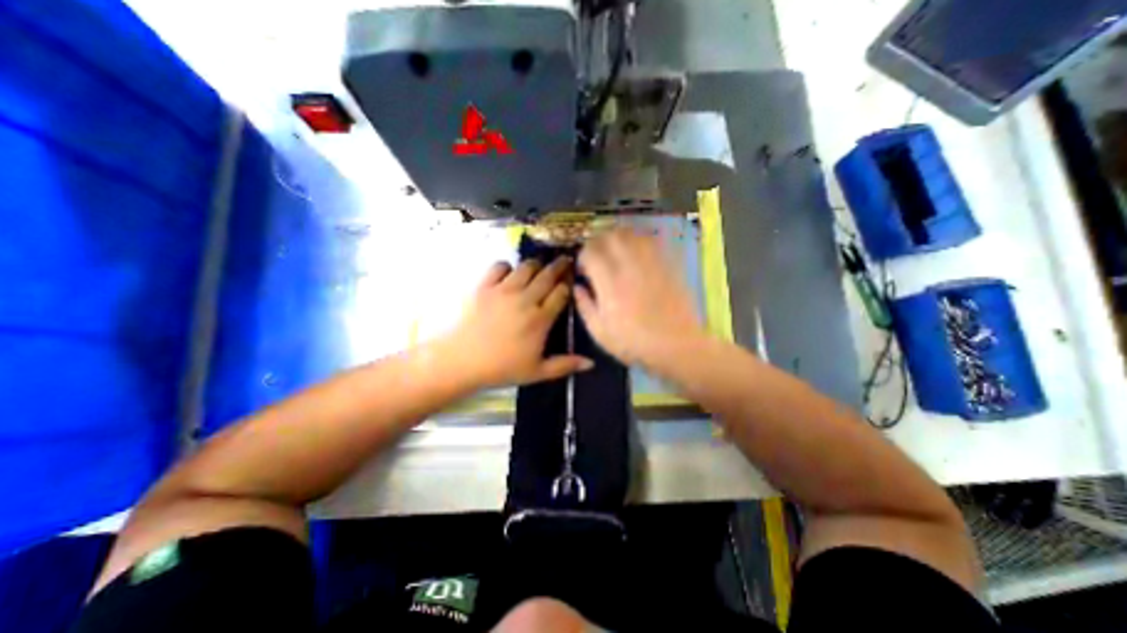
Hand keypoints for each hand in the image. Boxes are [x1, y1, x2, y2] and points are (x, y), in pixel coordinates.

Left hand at [444, 254, 593, 384]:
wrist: (462, 361)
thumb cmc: (502, 368)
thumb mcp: (537, 372)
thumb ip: (565, 365)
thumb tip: (591, 364)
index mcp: (540, 319)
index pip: (561, 293)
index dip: (568, 285)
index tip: (571, 281)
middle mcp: (525, 299)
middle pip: (548, 275)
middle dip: (559, 266)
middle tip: (564, 260)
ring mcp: (504, 290)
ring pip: (526, 267)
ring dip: (536, 265)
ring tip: (539, 267)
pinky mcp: (484, 286)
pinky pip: (499, 266)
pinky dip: (507, 266)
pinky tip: (509, 273)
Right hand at [580, 227, 700, 368]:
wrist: (675, 345)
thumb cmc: (633, 343)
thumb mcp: (600, 332)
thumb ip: (585, 306)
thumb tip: (578, 287)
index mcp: (609, 284)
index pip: (591, 252)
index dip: (583, 255)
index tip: (583, 267)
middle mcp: (629, 267)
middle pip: (611, 237)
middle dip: (599, 241)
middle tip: (598, 254)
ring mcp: (650, 264)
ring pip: (632, 235)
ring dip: (619, 238)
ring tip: (616, 250)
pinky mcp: (667, 265)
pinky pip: (652, 242)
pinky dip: (639, 241)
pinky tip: (637, 251)